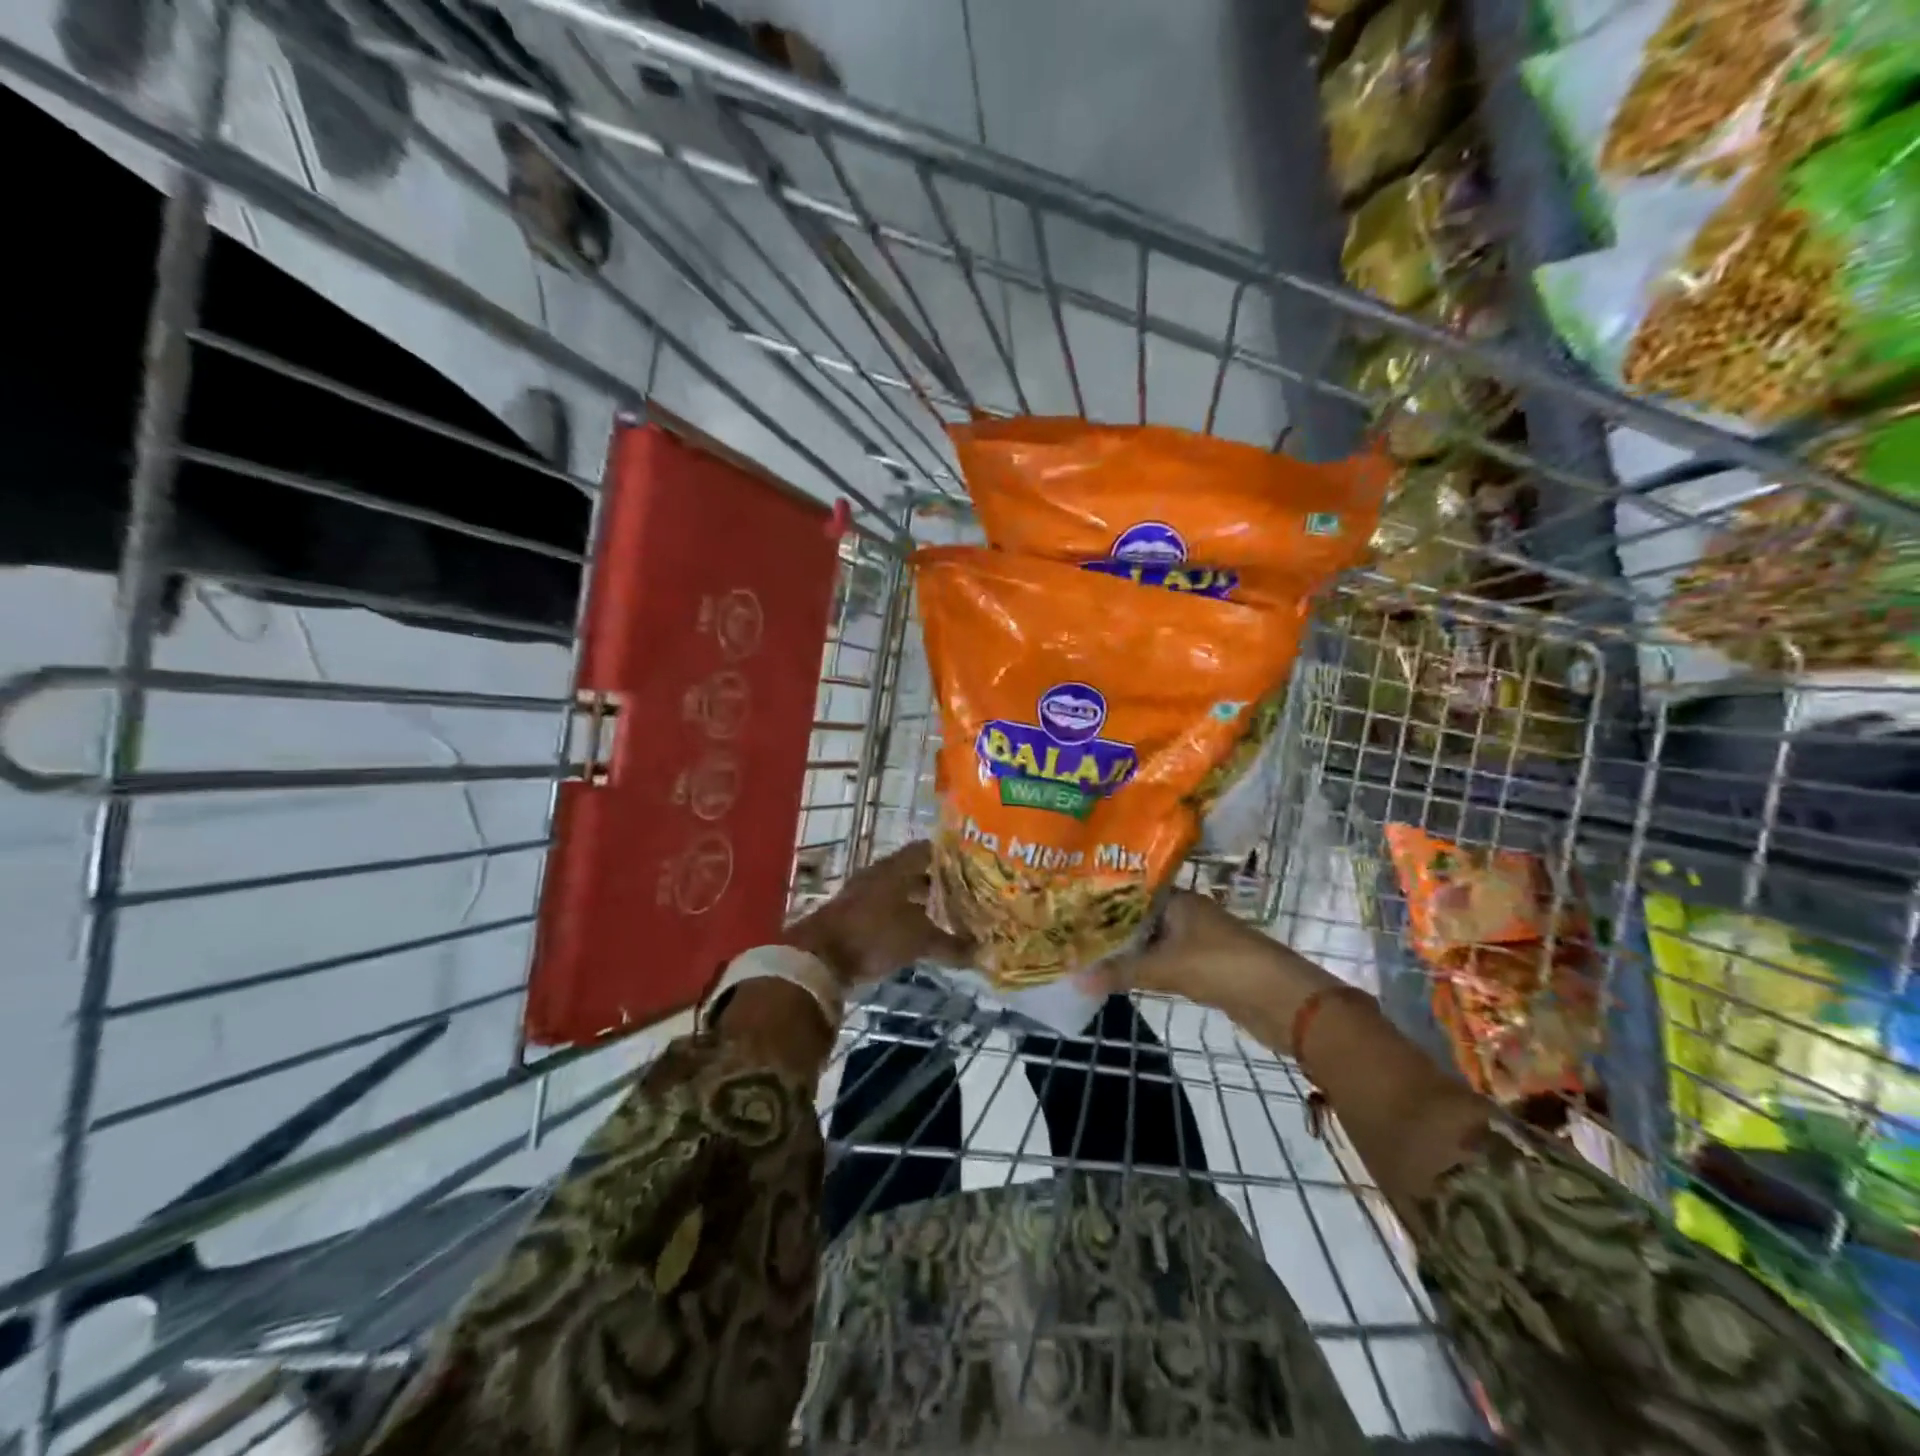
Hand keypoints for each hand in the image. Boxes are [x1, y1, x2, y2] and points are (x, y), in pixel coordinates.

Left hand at [782, 841, 971, 987]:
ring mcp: (863, 896)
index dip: (949, 855)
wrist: (820, 956)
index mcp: (895, 867)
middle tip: (966, 894)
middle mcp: (879, 876)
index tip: (972, 865)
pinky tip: (919, 936)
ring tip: (947, 917)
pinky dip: (904, 920)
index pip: (927, 850)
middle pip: (914, 872)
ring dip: (920, 904)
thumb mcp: (919, 938)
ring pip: (900, 894)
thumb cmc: (874, 933)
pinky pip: (887, 913)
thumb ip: (950, 944)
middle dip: (938, 883)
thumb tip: (981, 953)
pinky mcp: (854, 919)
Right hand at [1095, 891, 1339, 1045]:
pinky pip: (1165, 962)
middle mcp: (1187, 915)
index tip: (1071, 906)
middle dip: (1110, 928)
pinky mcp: (1204, 968)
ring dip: (1127, 950)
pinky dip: (1145, 968)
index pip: (1132, 892)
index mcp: (1179, 901)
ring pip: (1152, 942)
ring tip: (1086, 953)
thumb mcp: (1167, 968)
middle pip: (1140, 918)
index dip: (1102, 899)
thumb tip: (1074, 978)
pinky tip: (1120, 975)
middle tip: (1069, 933)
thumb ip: (1121, 972)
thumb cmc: (1223, 967)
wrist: (1284, 1002)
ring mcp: (1197, 941)